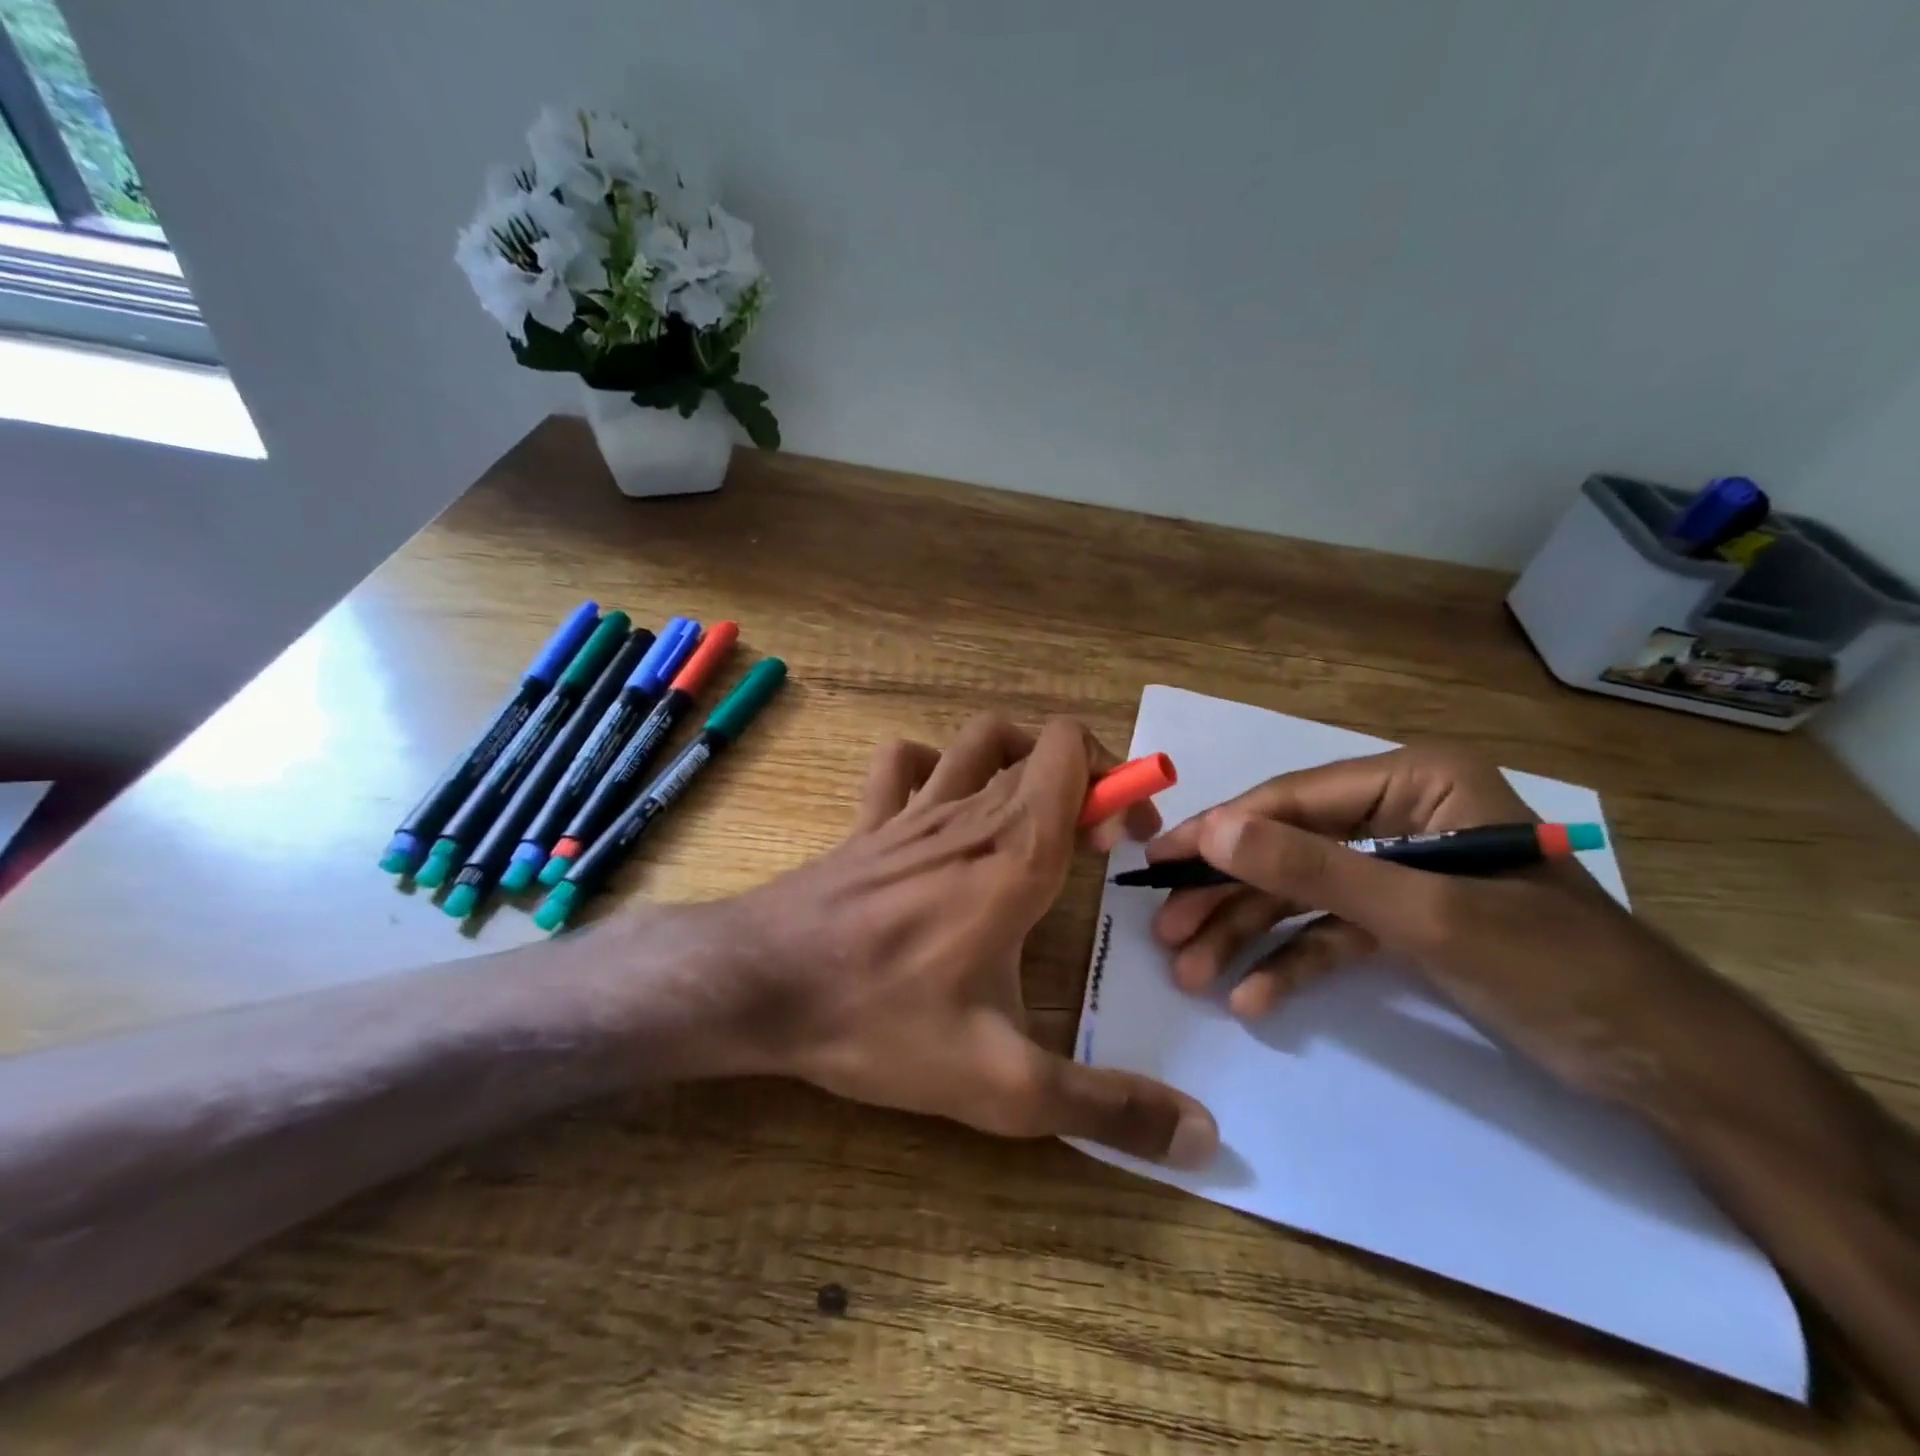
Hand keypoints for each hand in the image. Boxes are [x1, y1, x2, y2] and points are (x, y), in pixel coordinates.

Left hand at [728, 713, 1219, 1167]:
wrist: (757, 986)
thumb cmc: (879, 1021)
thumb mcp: (1002, 1085)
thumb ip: (1105, 1107)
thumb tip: (1204, 1137)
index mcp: (1014, 853)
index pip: (1072, 754)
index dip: (1116, 782)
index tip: (1125, 843)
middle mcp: (968, 812)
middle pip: (1039, 747)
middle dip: (1085, 783)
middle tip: (1095, 847)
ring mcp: (911, 809)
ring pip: (977, 741)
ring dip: (1018, 760)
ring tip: (1033, 814)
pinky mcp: (868, 822)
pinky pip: (902, 763)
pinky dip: (933, 766)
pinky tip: (941, 808)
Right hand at [1147, 746, 1712, 1103]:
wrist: (1665, 1067)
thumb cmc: (1553, 967)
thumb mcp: (1423, 914)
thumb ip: (1313, 869)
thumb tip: (1213, 832)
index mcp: (1415, 782)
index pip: (1292, 800)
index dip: (1221, 832)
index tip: (1158, 863)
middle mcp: (1400, 813)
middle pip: (1288, 849)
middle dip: (1227, 896)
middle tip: (1166, 933)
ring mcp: (1398, 868)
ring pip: (1300, 894)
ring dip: (1247, 935)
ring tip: (1192, 975)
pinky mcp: (1402, 919)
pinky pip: (1331, 932)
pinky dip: (1293, 963)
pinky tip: (1254, 1000)